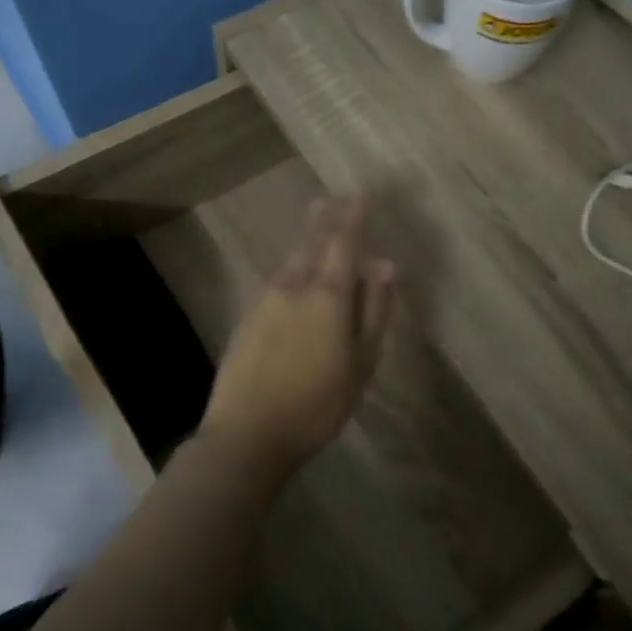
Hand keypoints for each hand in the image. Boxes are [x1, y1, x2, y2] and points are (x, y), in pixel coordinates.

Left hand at [200, 196, 396, 472]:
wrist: (247, 434)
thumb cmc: (317, 404)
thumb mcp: (361, 363)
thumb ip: (373, 311)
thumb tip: (384, 265)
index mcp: (327, 296)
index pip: (342, 243)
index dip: (352, 218)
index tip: (359, 196)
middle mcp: (293, 288)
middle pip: (310, 244)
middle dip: (324, 220)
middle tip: (331, 200)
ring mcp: (265, 303)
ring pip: (291, 263)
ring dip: (305, 244)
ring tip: (316, 231)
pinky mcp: (248, 321)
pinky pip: (277, 283)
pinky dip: (292, 271)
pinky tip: (295, 278)